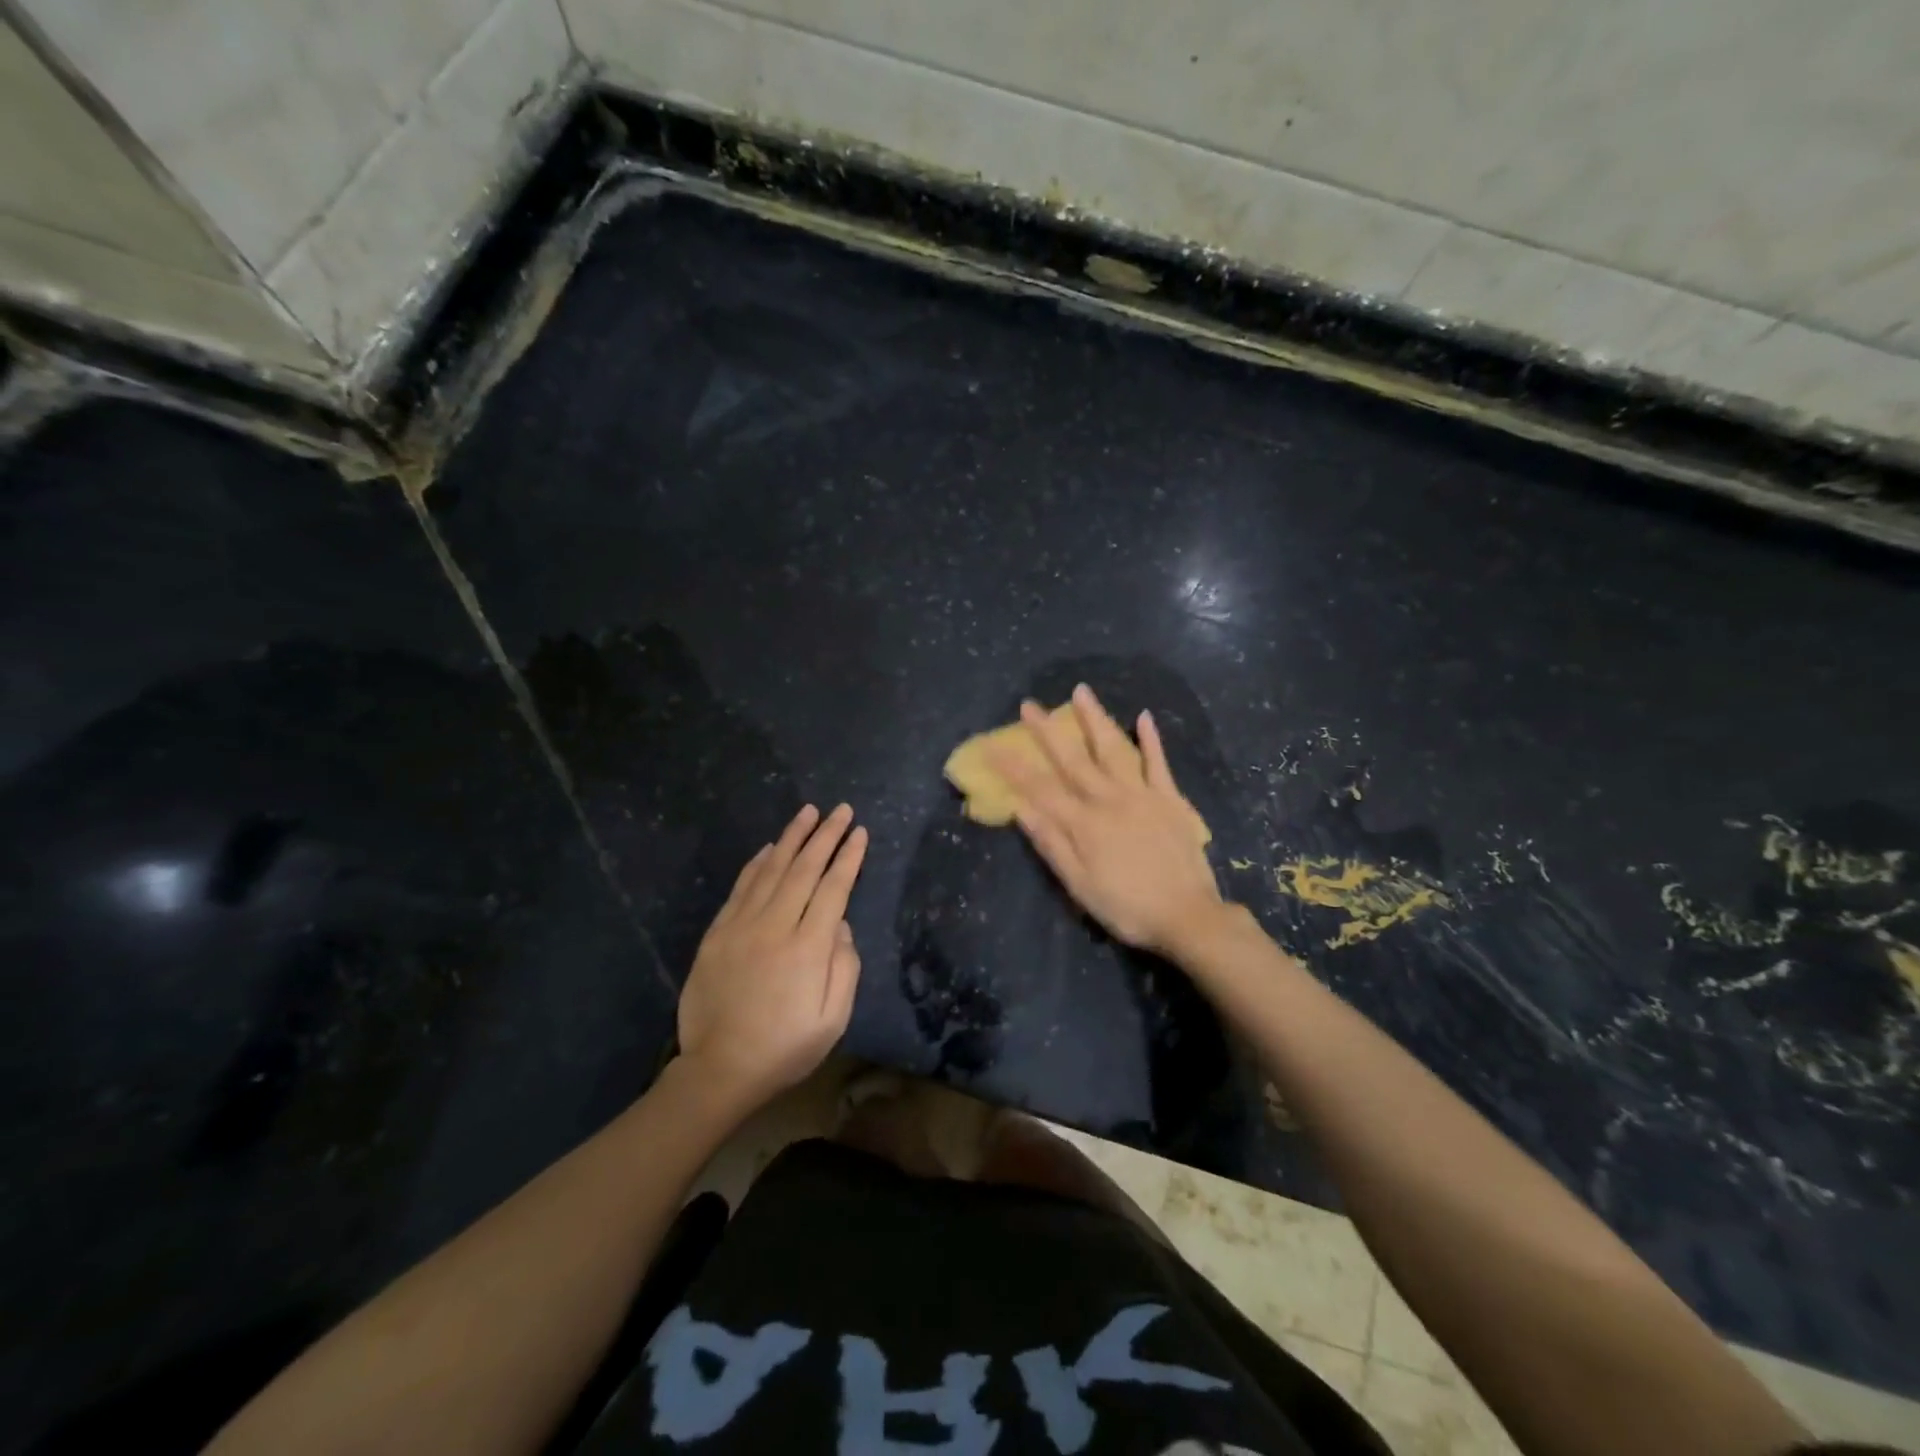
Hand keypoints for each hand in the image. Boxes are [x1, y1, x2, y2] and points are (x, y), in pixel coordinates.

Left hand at [678, 803, 868, 1107]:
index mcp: (808, 948)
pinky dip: (757, 863)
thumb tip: (841, 925)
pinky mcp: (718, 933)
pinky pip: (741, 888)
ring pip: (771, 870)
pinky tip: (769, 848)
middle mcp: (775, 926)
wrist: (720, 1070)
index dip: (849, 858)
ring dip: (792, 838)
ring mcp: (742, 926)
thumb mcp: (833, 1020)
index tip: (860, 832)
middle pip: (804, 869)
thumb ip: (845, 967)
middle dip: (825, 835)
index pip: (834, 889)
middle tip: (841, 810)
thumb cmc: (785, 1048)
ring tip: (808, 812)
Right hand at [993, 684, 1223, 956]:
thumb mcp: (1079, 886)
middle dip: (1047, 731)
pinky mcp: (1170, 799)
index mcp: (1083, 823)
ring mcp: (1142, 794)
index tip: (991, 745)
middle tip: (1029, 705)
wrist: (1188, 916)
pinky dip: (1151, 739)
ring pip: (1113, 749)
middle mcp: (1109, 799)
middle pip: (1073, 759)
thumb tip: (1021, 809)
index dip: (1013, 767)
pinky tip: (1143, 716)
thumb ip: (1052, 845)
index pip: (1039, 789)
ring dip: (1095, 719)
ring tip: (1081, 691)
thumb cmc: (1127, 907)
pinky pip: (1158, 763)